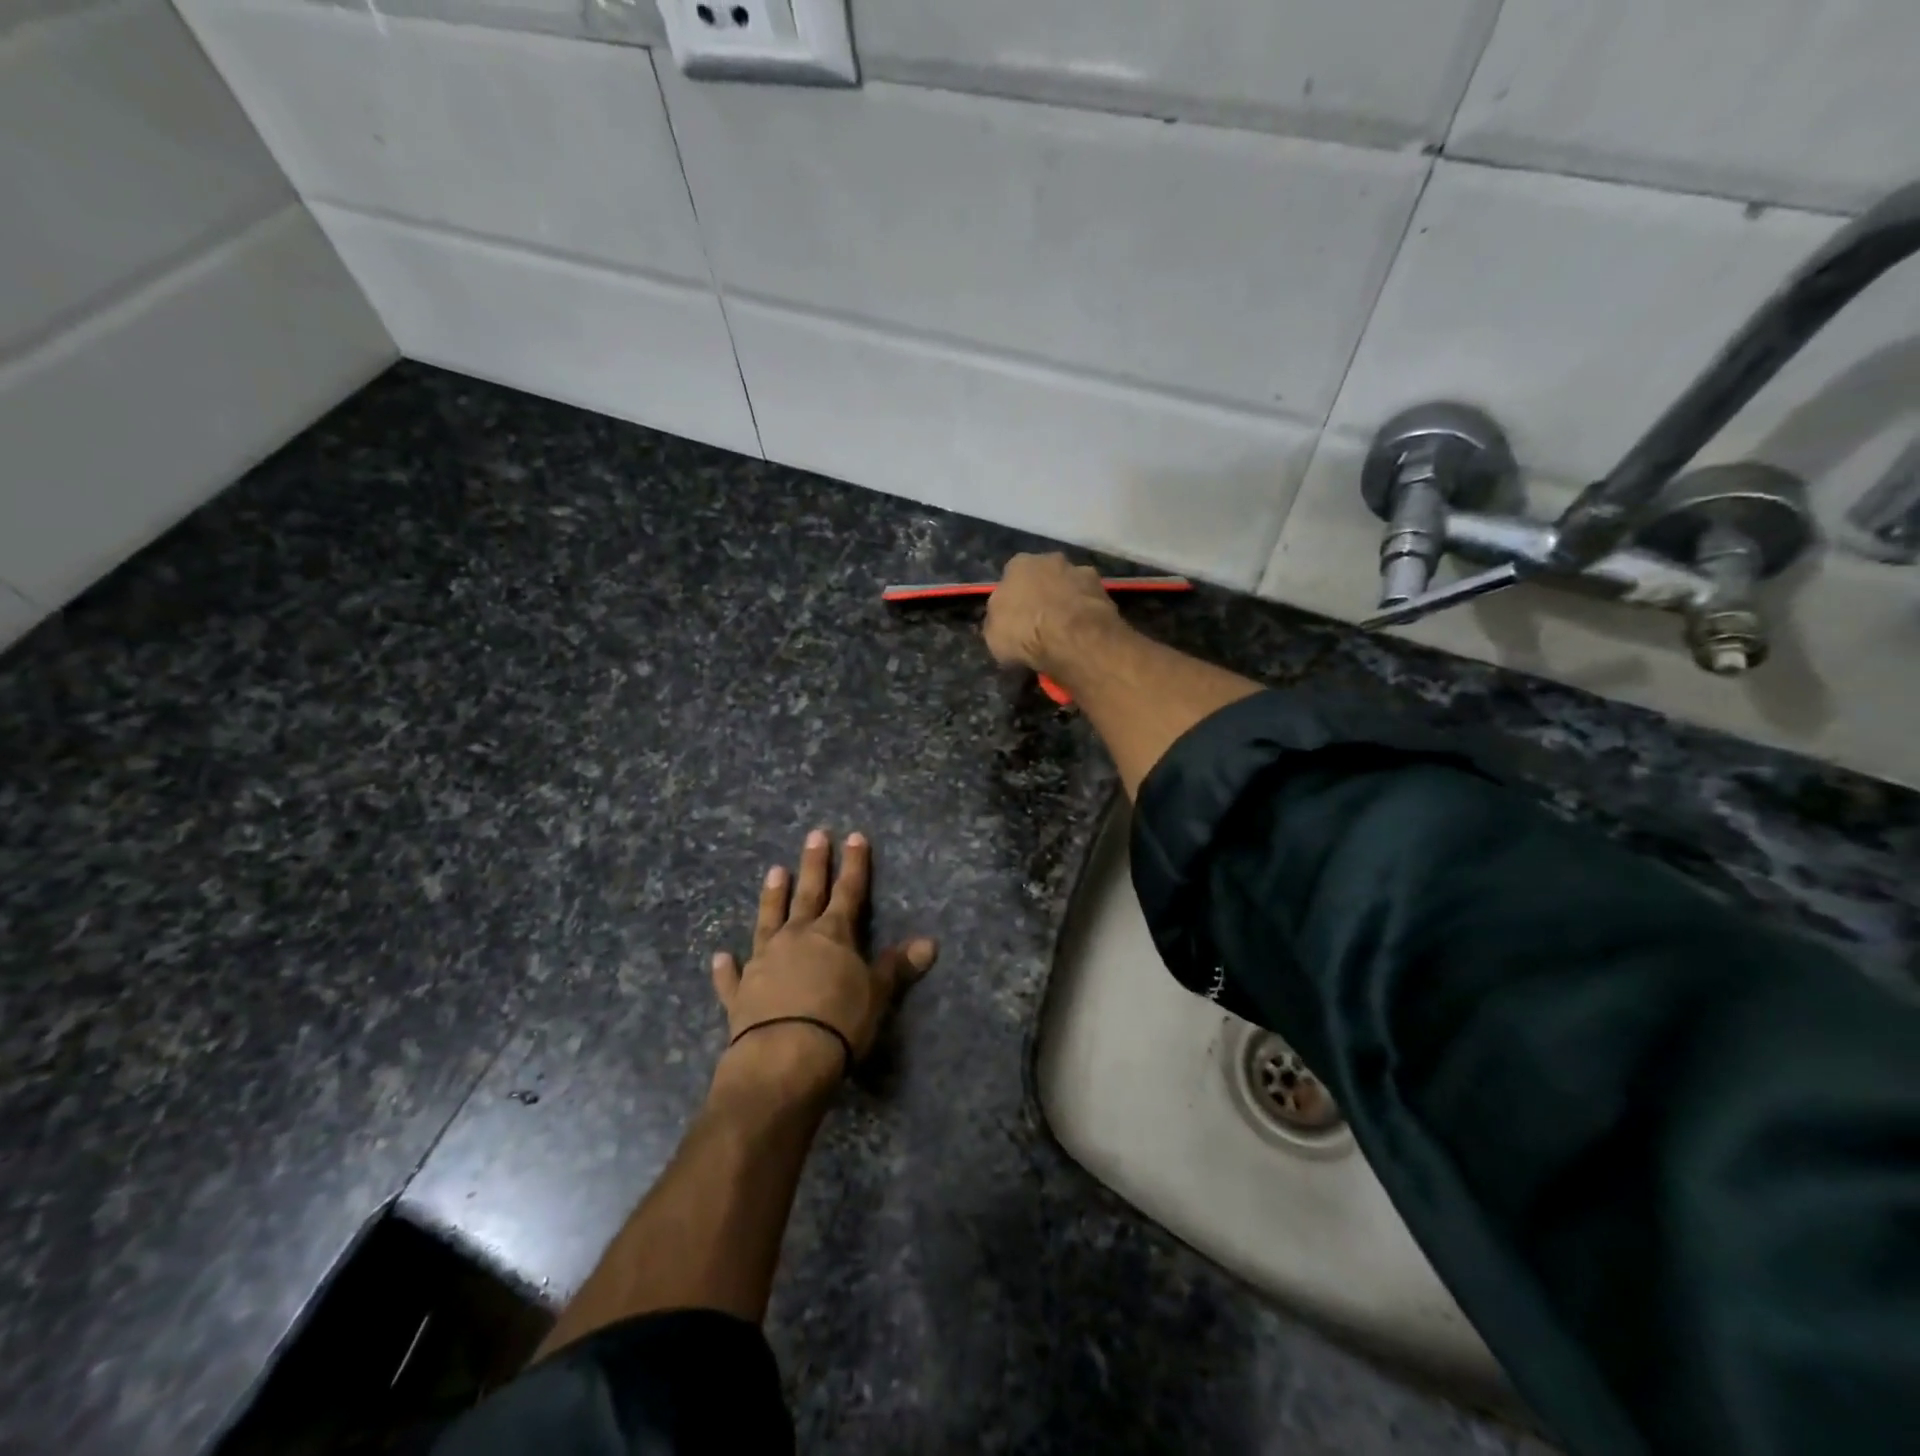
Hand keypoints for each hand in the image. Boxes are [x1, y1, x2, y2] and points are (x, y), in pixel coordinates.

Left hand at [710, 830, 935, 1095]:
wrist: (784, 1057)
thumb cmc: (839, 1021)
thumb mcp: (877, 993)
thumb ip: (898, 966)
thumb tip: (930, 943)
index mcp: (833, 934)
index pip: (849, 891)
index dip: (854, 864)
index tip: (854, 836)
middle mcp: (796, 938)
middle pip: (807, 894)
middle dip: (814, 864)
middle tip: (814, 835)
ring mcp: (764, 962)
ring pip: (768, 920)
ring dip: (772, 897)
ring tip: (774, 871)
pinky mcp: (740, 993)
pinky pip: (731, 977)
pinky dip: (726, 968)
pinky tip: (719, 957)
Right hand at [982, 553, 1121, 675]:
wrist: (1073, 638)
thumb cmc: (1024, 632)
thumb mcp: (993, 635)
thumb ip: (998, 621)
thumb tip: (1004, 622)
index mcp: (1018, 564)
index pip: (1012, 578)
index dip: (1014, 599)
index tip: (1016, 619)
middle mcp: (1051, 559)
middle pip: (1044, 577)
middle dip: (1043, 595)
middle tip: (1041, 623)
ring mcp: (1081, 572)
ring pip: (1070, 587)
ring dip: (1068, 603)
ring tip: (1066, 632)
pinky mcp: (1105, 591)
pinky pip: (1089, 604)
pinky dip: (1086, 616)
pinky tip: (1084, 635)